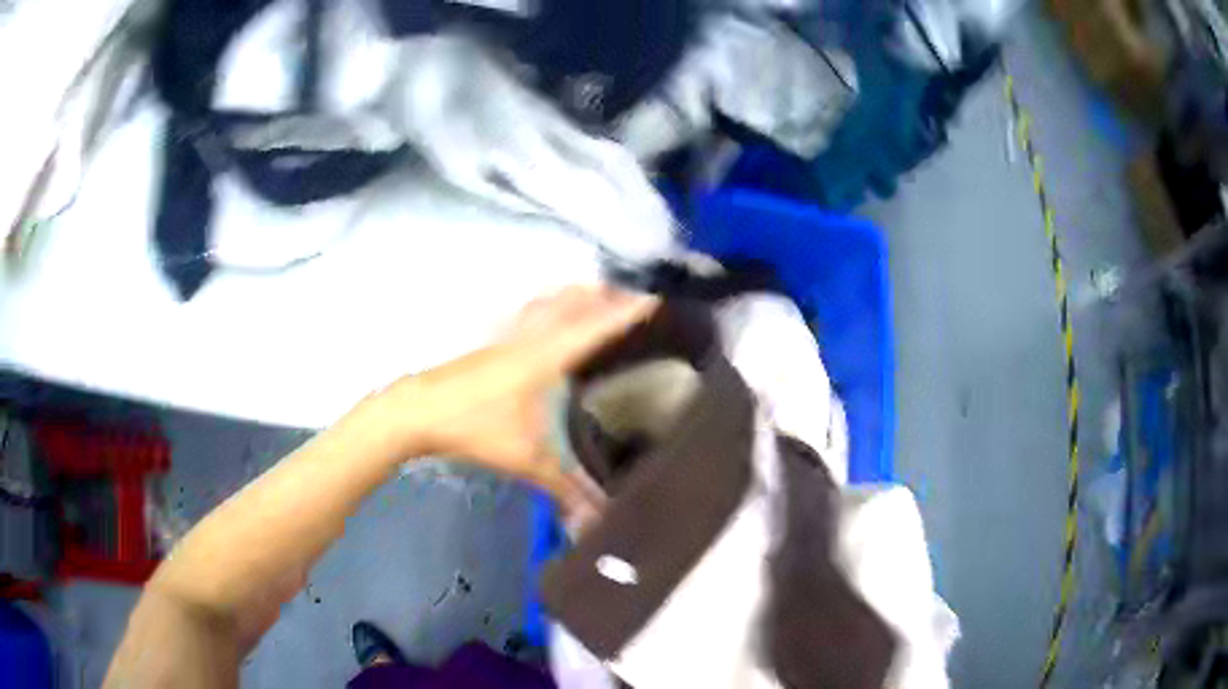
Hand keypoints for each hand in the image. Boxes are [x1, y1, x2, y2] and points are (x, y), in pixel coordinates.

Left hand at [383, 286, 656, 499]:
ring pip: (551, 300)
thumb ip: (568, 490)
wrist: (418, 410)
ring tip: (602, 300)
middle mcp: (533, 336)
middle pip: (576, 300)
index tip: (660, 301)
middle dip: (609, 295)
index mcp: (549, 356)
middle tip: (639, 303)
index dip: (631, 311)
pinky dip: (550, 305)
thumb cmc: (476, 428)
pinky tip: (549, 318)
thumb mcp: (528, 462)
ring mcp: (509, 335)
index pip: (599, 326)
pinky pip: (531, 311)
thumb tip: (601, 520)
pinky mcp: (492, 342)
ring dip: (579, 295)